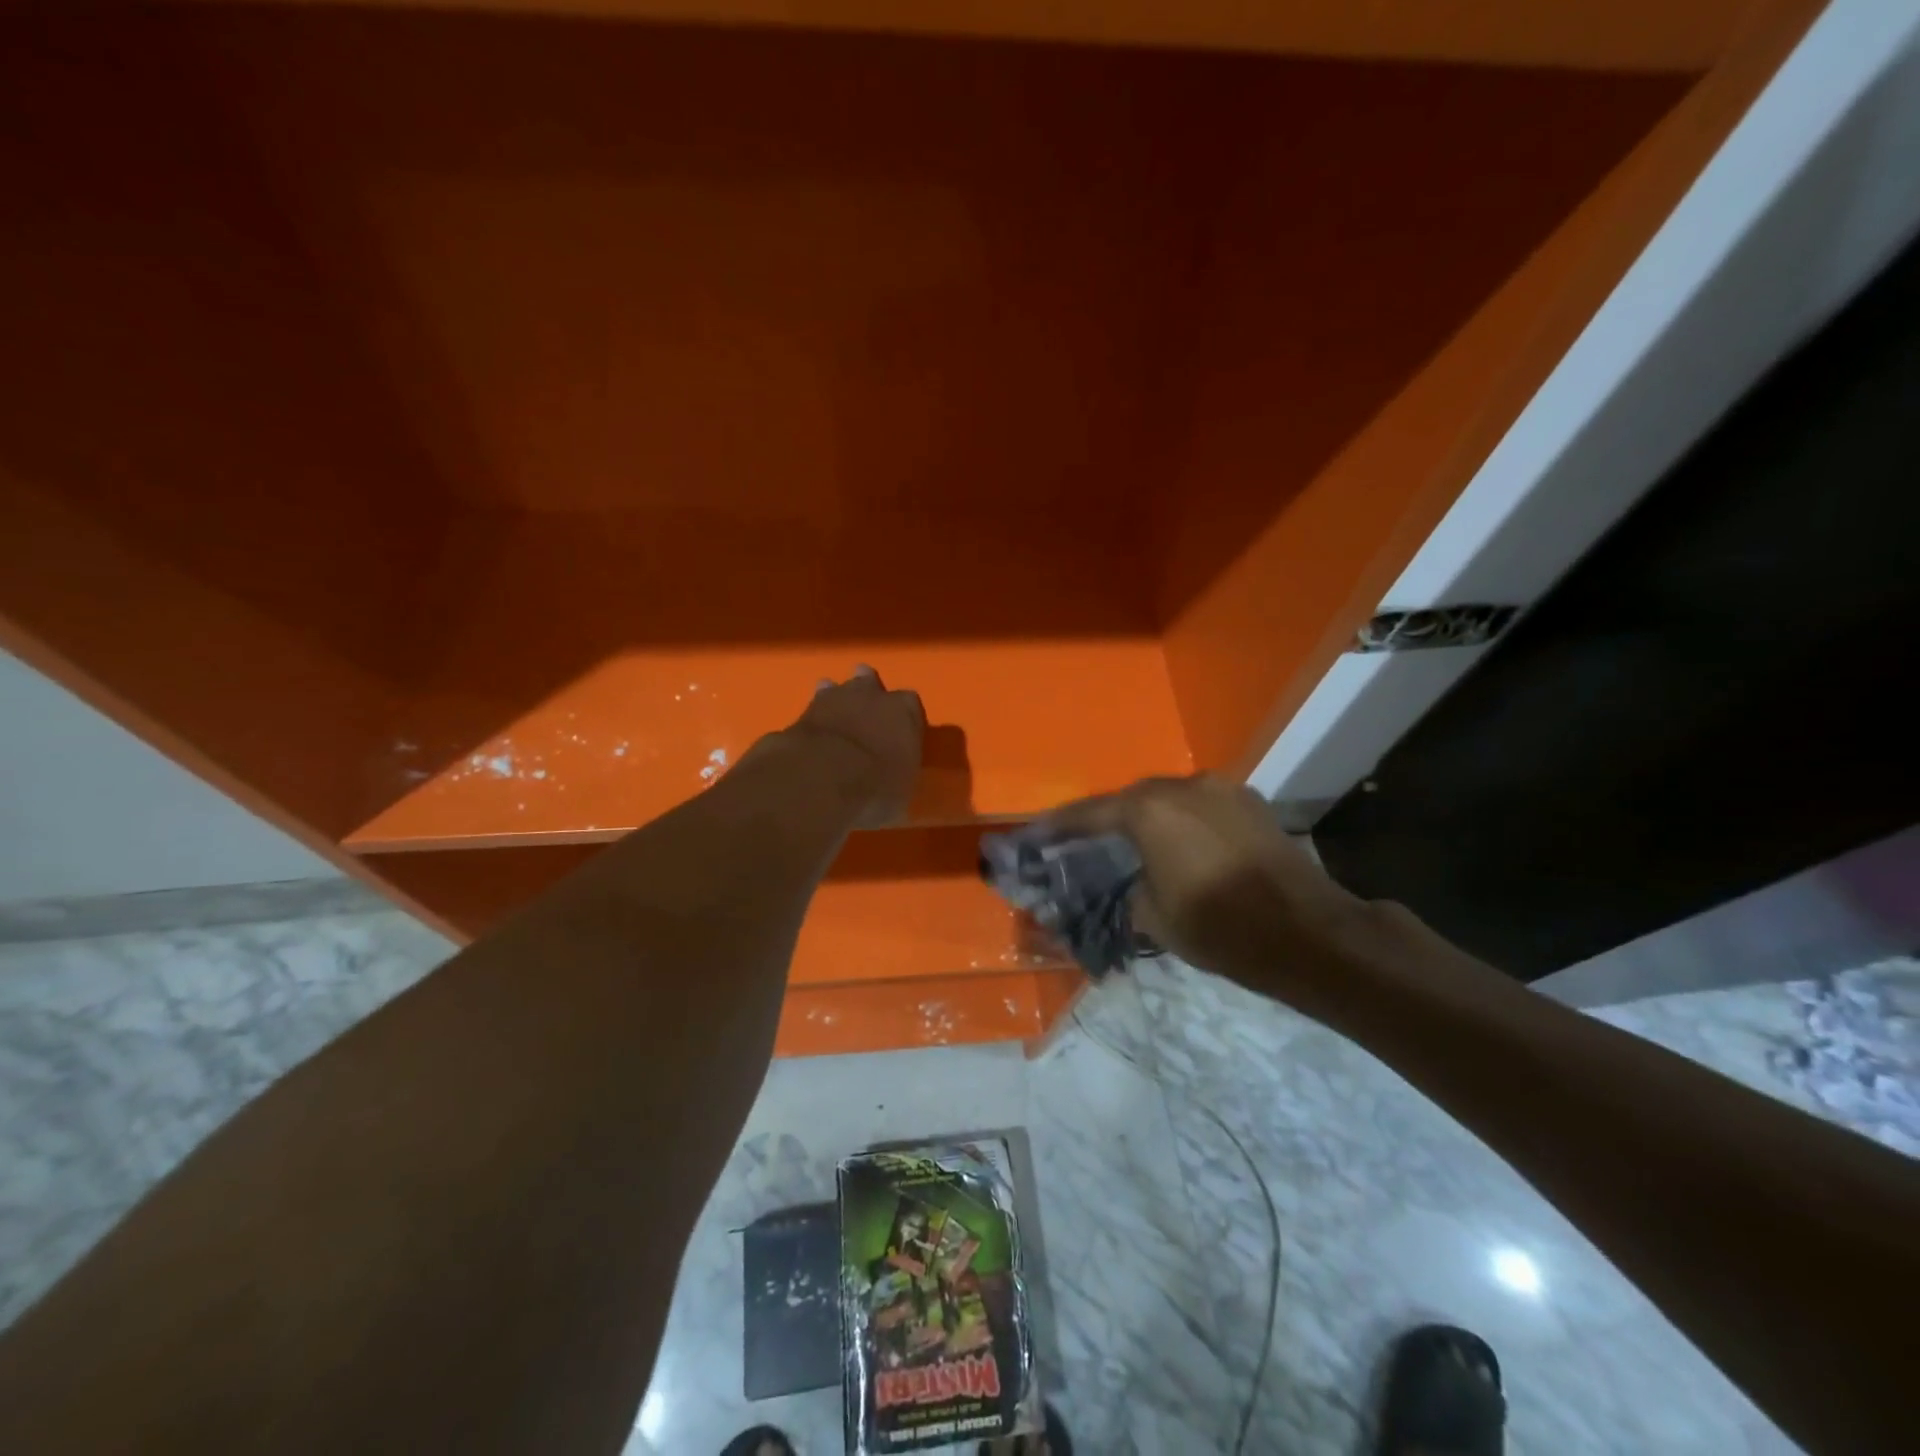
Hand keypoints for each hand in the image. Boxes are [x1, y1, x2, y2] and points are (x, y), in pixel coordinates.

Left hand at [781, 666, 925, 828]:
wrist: (821, 779)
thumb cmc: (876, 787)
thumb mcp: (901, 791)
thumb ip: (897, 774)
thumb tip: (892, 780)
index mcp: (904, 710)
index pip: (910, 704)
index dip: (904, 717)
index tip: (900, 732)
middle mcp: (870, 694)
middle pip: (869, 682)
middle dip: (867, 692)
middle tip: (864, 710)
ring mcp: (832, 698)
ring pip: (835, 688)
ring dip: (835, 700)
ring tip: (834, 716)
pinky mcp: (800, 713)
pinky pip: (811, 711)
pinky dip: (813, 721)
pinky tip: (810, 734)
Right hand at [1045, 774, 1375, 1000]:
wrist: (1308, 933)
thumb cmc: (1220, 928)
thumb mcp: (1154, 917)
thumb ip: (1130, 889)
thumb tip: (1132, 881)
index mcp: (1149, 810)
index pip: (1089, 814)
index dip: (1058, 827)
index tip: (1035, 835)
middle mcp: (1183, 786)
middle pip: (1130, 799)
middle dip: (1106, 820)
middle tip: (1085, 842)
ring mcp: (1222, 789)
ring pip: (1169, 799)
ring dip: (1148, 819)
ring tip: (1135, 844)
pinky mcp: (1250, 803)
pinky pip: (1200, 806)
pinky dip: (1182, 821)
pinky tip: (1181, 845)